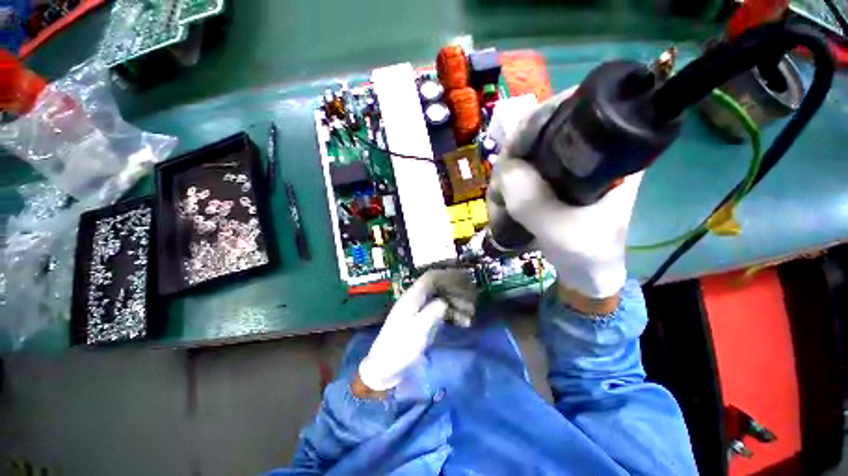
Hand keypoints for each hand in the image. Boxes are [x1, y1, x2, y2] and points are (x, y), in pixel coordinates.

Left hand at [357, 269, 475, 392]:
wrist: (386, 368)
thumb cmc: (400, 348)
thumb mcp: (417, 331)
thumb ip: (432, 312)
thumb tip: (445, 301)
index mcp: (412, 297)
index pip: (431, 278)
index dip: (448, 275)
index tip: (465, 280)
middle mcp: (417, 299)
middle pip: (439, 286)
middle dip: (456, 290)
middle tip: (473, 299)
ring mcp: (421, 309)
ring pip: (442, 298)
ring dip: (457, 303)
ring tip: (472, 313)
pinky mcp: (424, 320)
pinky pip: (442, 311)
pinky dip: (454, 314)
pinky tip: (465, 323)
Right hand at [488, 90, 642, 301]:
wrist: (587, 274)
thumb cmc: (586, 254)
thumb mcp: (562, 232)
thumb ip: (533, 202)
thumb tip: (504, 170)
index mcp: (610, 152)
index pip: (571, 110)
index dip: (536, 123)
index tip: (511, 153)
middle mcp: (588, 151)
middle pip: (540, 131)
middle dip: (512, 158)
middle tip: (499, 190)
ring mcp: (567, 166)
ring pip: (526, 153)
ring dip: (505, 175)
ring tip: (498, 203)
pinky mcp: (553, 181)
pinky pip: (522, 170)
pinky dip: (507, 184)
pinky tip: (503, 201)